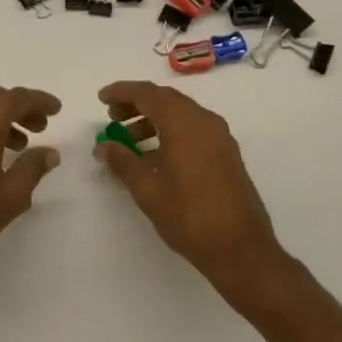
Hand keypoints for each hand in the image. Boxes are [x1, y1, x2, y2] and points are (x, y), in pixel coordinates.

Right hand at [95, 81, 287, 295]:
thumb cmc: (189, 215)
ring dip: (153, 119)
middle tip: (112, 117)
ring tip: (129, 139)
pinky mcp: (226, 153)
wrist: (241, 248)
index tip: (101, 98)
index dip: (122, 92)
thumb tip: (103, 146)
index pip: (147, 93)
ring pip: (181, 114)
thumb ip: (122, 161)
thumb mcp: (147, 189)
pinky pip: (193, 129)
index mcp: (184, 122)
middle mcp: (204, 121)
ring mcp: (219, 136)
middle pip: (165, 99)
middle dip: (136, 104)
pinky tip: (155, 156)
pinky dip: (171, 132)